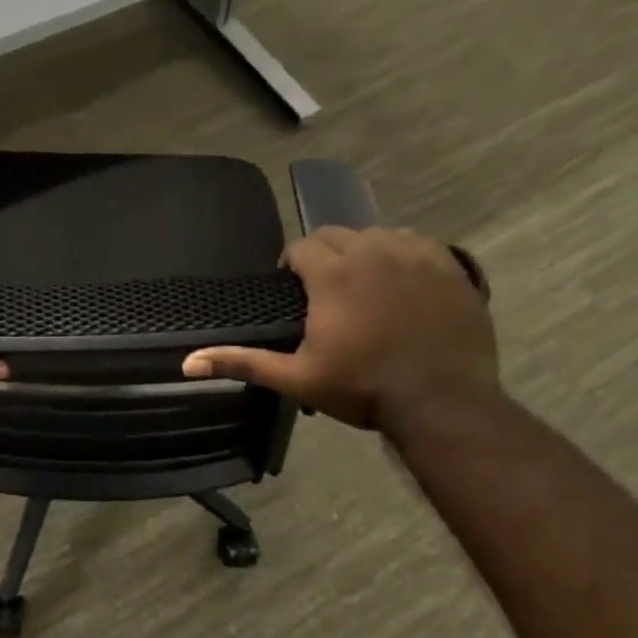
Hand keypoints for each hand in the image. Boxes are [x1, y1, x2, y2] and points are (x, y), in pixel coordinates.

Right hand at [181, 228, 496, 432]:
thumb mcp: (297, 378)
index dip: (293, 266)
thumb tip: (187, 362)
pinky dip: (403, 255)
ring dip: (363, 252)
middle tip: (327, 292)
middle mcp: (372, 251)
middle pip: (337, 234)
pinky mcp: (449, 266)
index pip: (302, 246)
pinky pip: (417, 243)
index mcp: (333, 273)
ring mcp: (415, 255)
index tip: (296, 292)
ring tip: (364, 286)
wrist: (444, 403)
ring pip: (376, 235)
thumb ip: (243, 362)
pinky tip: (403, 282)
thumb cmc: (364, 389)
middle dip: (325, 256)